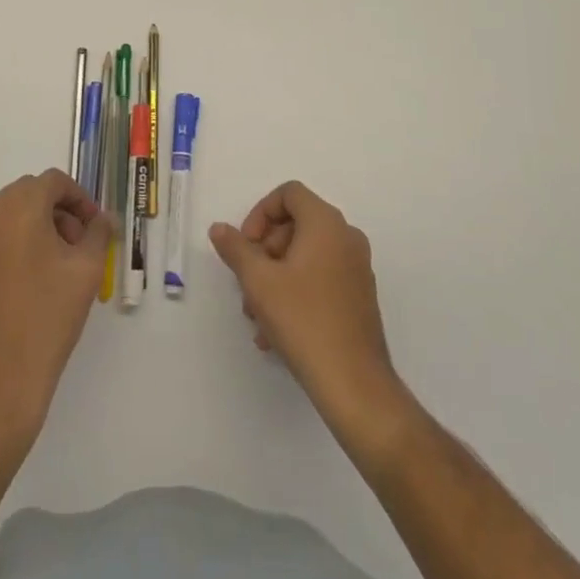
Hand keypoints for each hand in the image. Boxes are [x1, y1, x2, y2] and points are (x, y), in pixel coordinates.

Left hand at [0, 170, 111, 442]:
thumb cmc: (48, 318)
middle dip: (56, 212)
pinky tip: (25, 285)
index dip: (79, 199)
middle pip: (28, 195)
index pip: (53, 182)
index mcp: (18, 207)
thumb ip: (99, 232)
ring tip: (53, 267)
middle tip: (77, 246)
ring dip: (33, 228)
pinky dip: (9, 248)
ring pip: (6, 217)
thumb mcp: (87, 270)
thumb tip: (103, 218)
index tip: (93, 227)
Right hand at [210, 181, 404, 426]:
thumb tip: (219, 228)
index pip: (289, 193)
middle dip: (264, 252)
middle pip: (295, 225)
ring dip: (275, 277)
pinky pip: (320, 278)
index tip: (246, 246)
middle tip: (248, 284)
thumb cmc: (304, 320)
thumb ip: (236, 249)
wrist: (354, 384)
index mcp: (326, 223)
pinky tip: (276, 332)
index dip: (260, 213)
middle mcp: (346, 237)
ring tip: (257, 317)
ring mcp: (357, 268)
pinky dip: (295, 292)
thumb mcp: (259, 282)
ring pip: (305, 256)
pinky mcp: (359, 297)